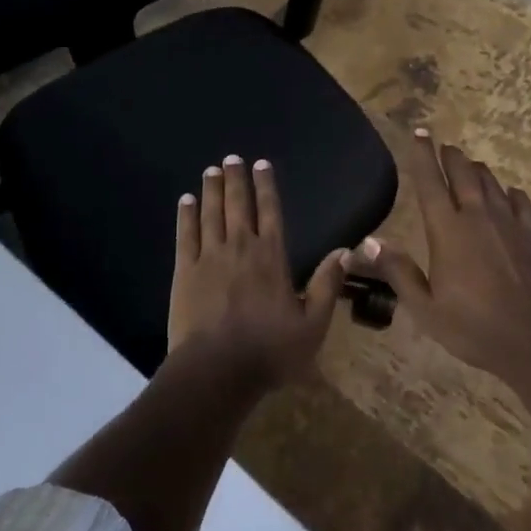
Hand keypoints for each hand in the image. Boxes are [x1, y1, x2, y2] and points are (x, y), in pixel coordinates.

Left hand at [168, 156, 346, 386]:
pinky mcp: (185, 271)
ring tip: (211, 171)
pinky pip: (186, 235)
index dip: (266, 186)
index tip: (261, 164)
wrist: (216, 371)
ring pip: (211, 213)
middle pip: (238, 204)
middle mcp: (241, 247)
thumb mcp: (312, 325)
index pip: (271, 212)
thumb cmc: (269, 351)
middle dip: (235, 179)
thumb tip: (345, 251)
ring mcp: (210, 257)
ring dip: (212, 190)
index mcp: (272, 257)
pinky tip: (186, 201)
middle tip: (231, 158)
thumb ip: (327, 285)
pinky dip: (186, 215)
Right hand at [350, 130, 530, 386]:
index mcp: (447, 230)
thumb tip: (369, 241)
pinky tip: (510, 193)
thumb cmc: (476, 327)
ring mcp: (509, 223)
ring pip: (491, 184)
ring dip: (478, 171)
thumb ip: (398, 272)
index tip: (420, 133)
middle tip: (445, 147)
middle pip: (463, 174)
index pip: (430, 182)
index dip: (422, 156)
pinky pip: (521, 203)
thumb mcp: (426, 309)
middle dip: (452, 157)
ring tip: (471, 165)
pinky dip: (511, 193)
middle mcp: (477, 216)